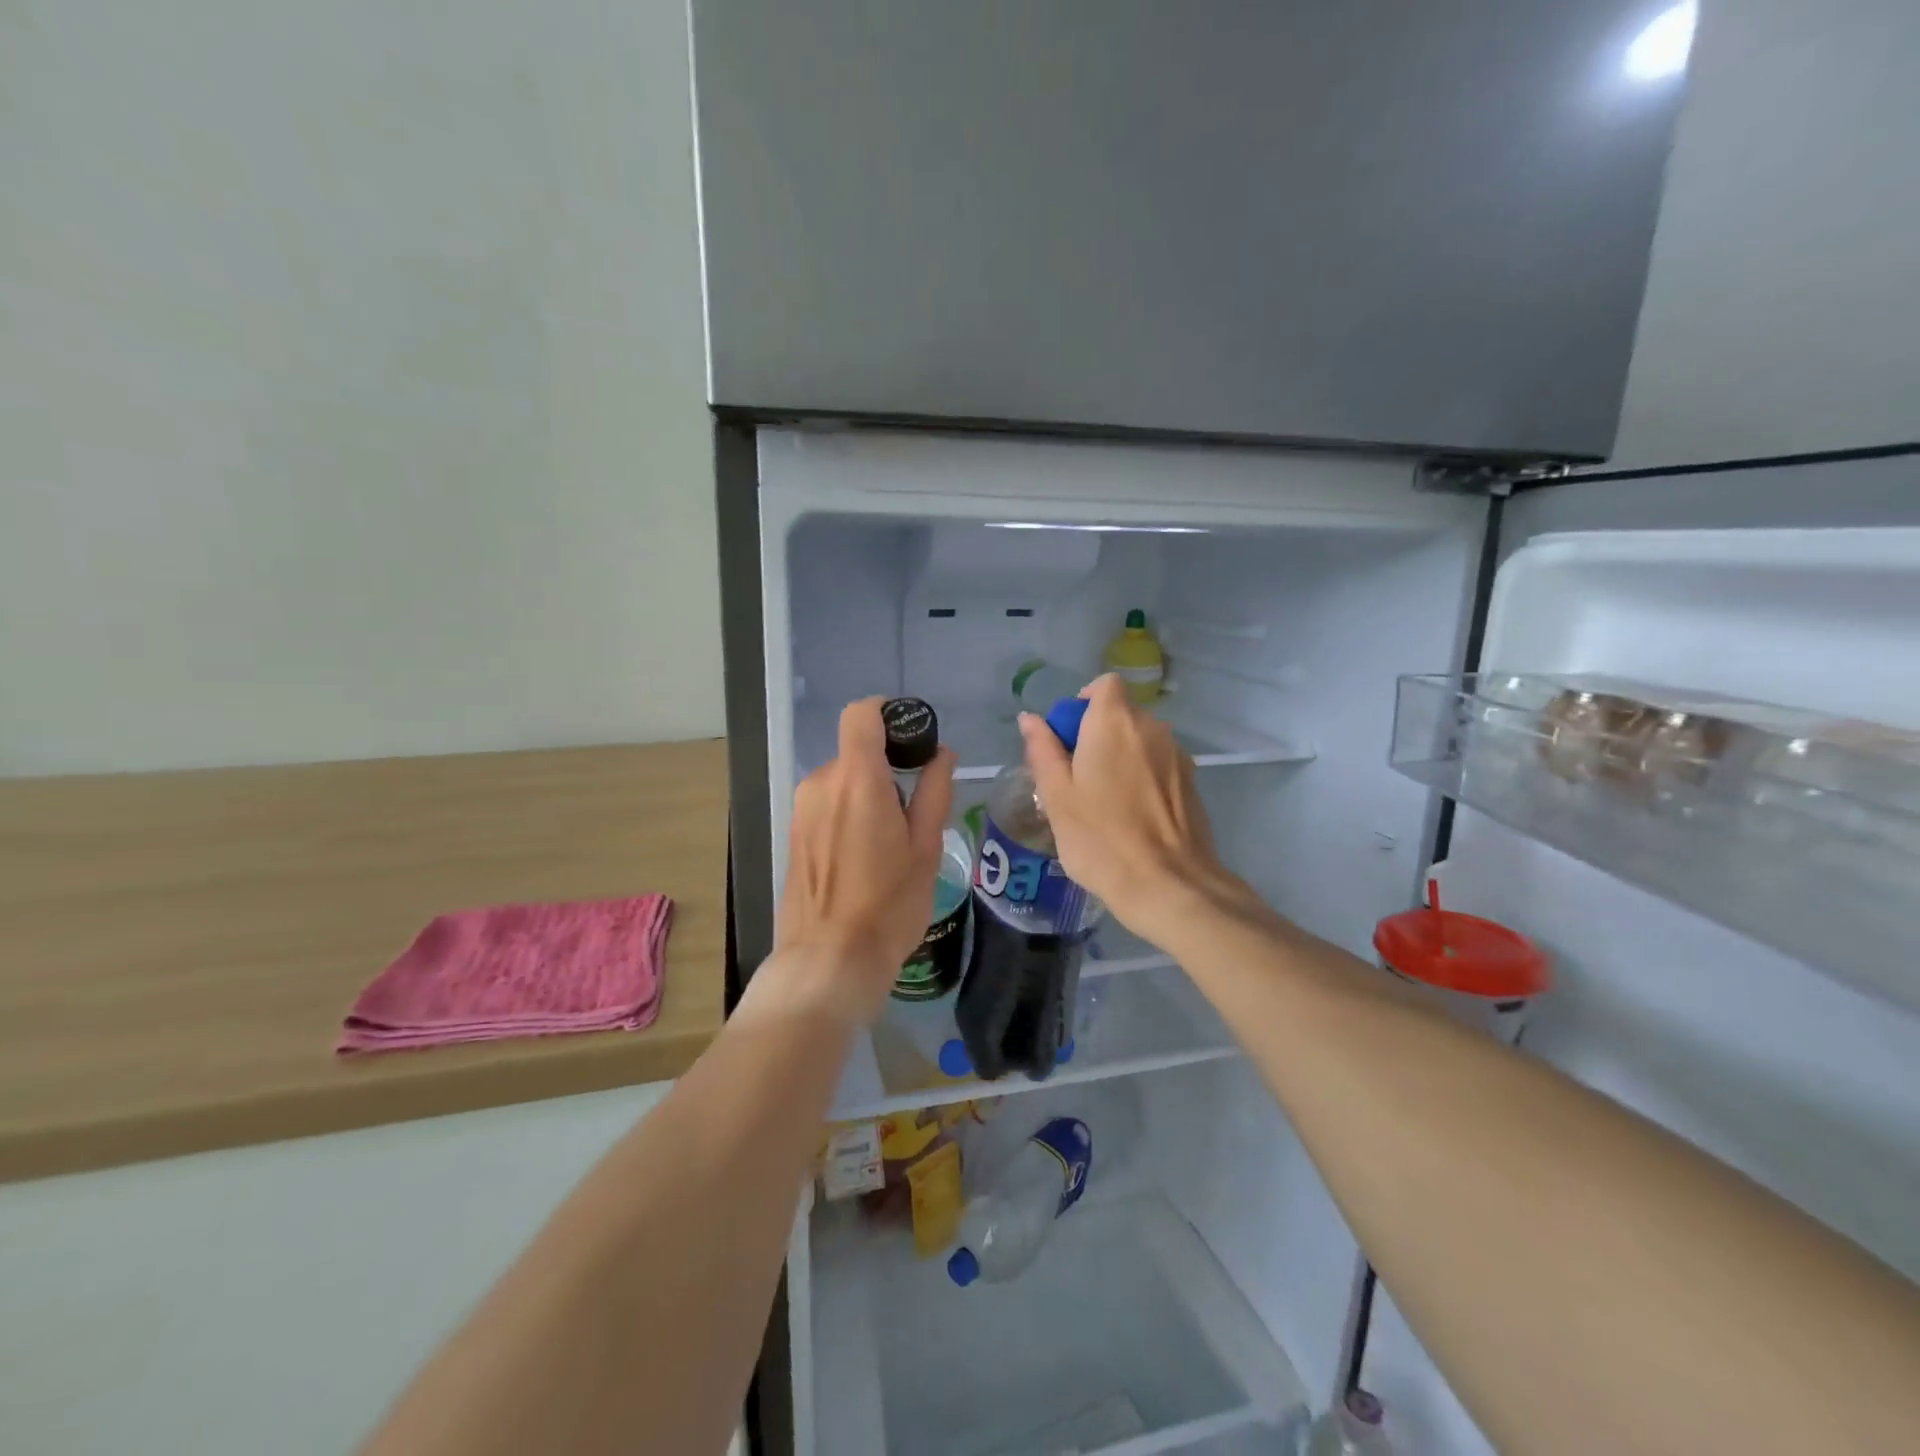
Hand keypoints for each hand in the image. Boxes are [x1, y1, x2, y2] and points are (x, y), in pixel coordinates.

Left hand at [770, 698, 955, 1026]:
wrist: (828, 960)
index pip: (861, 714)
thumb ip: (934, 791)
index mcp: (857, 779)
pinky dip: (849, 813)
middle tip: (914, 810)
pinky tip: (865, 857)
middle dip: (886, 768)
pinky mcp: (793, 833)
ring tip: (891, 842)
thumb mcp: (925, 847)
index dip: (887, 712)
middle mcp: (822, 784)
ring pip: (842, 781)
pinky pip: (827, 805)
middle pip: (856, 752)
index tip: (913, 736)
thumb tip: (941, 753)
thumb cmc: (888, 904)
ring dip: (867, 794)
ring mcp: (802, 809)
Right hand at [1018, 675, 1250, 947]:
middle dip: (1097, 734)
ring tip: (1103, 802)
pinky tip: (1131, 816)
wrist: (1169, 885)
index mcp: (1114, 723)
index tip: (1067, 738)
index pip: (1104, 685)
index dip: (1083, 703)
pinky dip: (1142, 776)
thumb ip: (1043, 750)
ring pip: (1141, 741)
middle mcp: (1151, 728)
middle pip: (1121, 713)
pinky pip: (1158, 765)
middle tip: (1076, 779)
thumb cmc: (1101, 839)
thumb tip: (1031, 719)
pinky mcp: (1192, 783)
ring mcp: (1177, 755)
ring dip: (1120, 757)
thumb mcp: (1057, 796)